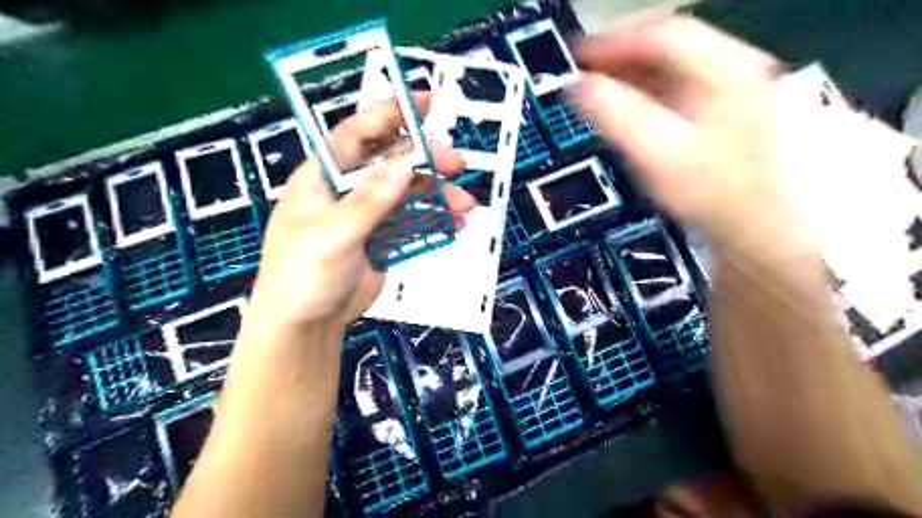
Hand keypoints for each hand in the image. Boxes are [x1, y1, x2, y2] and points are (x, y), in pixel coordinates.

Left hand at [247, 95, 474, 329]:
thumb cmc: (304, 275)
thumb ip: (368, 202)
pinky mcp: (382, 238)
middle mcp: (347, 189)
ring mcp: (367, 214)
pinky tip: (453, 223)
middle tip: (458, 165)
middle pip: (392, 162)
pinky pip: (412, 220)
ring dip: (437, 194)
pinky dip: (433, 219)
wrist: (306, 323)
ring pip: (408, 192)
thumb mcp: (332, 236)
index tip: (425, 102)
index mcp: (324, 177)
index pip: (359, 133)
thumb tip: (402, 165)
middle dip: (426, 161)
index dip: (390, 113)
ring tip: (464, 205)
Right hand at [578, 15, 795, 248]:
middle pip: (669, 48)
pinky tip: (633, 113)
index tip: (579, 57)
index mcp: (724, 69)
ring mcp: (733, 95)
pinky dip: (649, 96)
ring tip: (602, 92)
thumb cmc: (714, 191)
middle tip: (585, 74)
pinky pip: (679, 93)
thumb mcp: (659, 153)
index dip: (615, 42)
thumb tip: (579, 88)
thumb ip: (616, 115)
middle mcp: (734, 71)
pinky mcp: (726, 119)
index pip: (663, 34)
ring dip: (633, 76)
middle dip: (621, 58)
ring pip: (674, 71)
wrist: (763, 228)